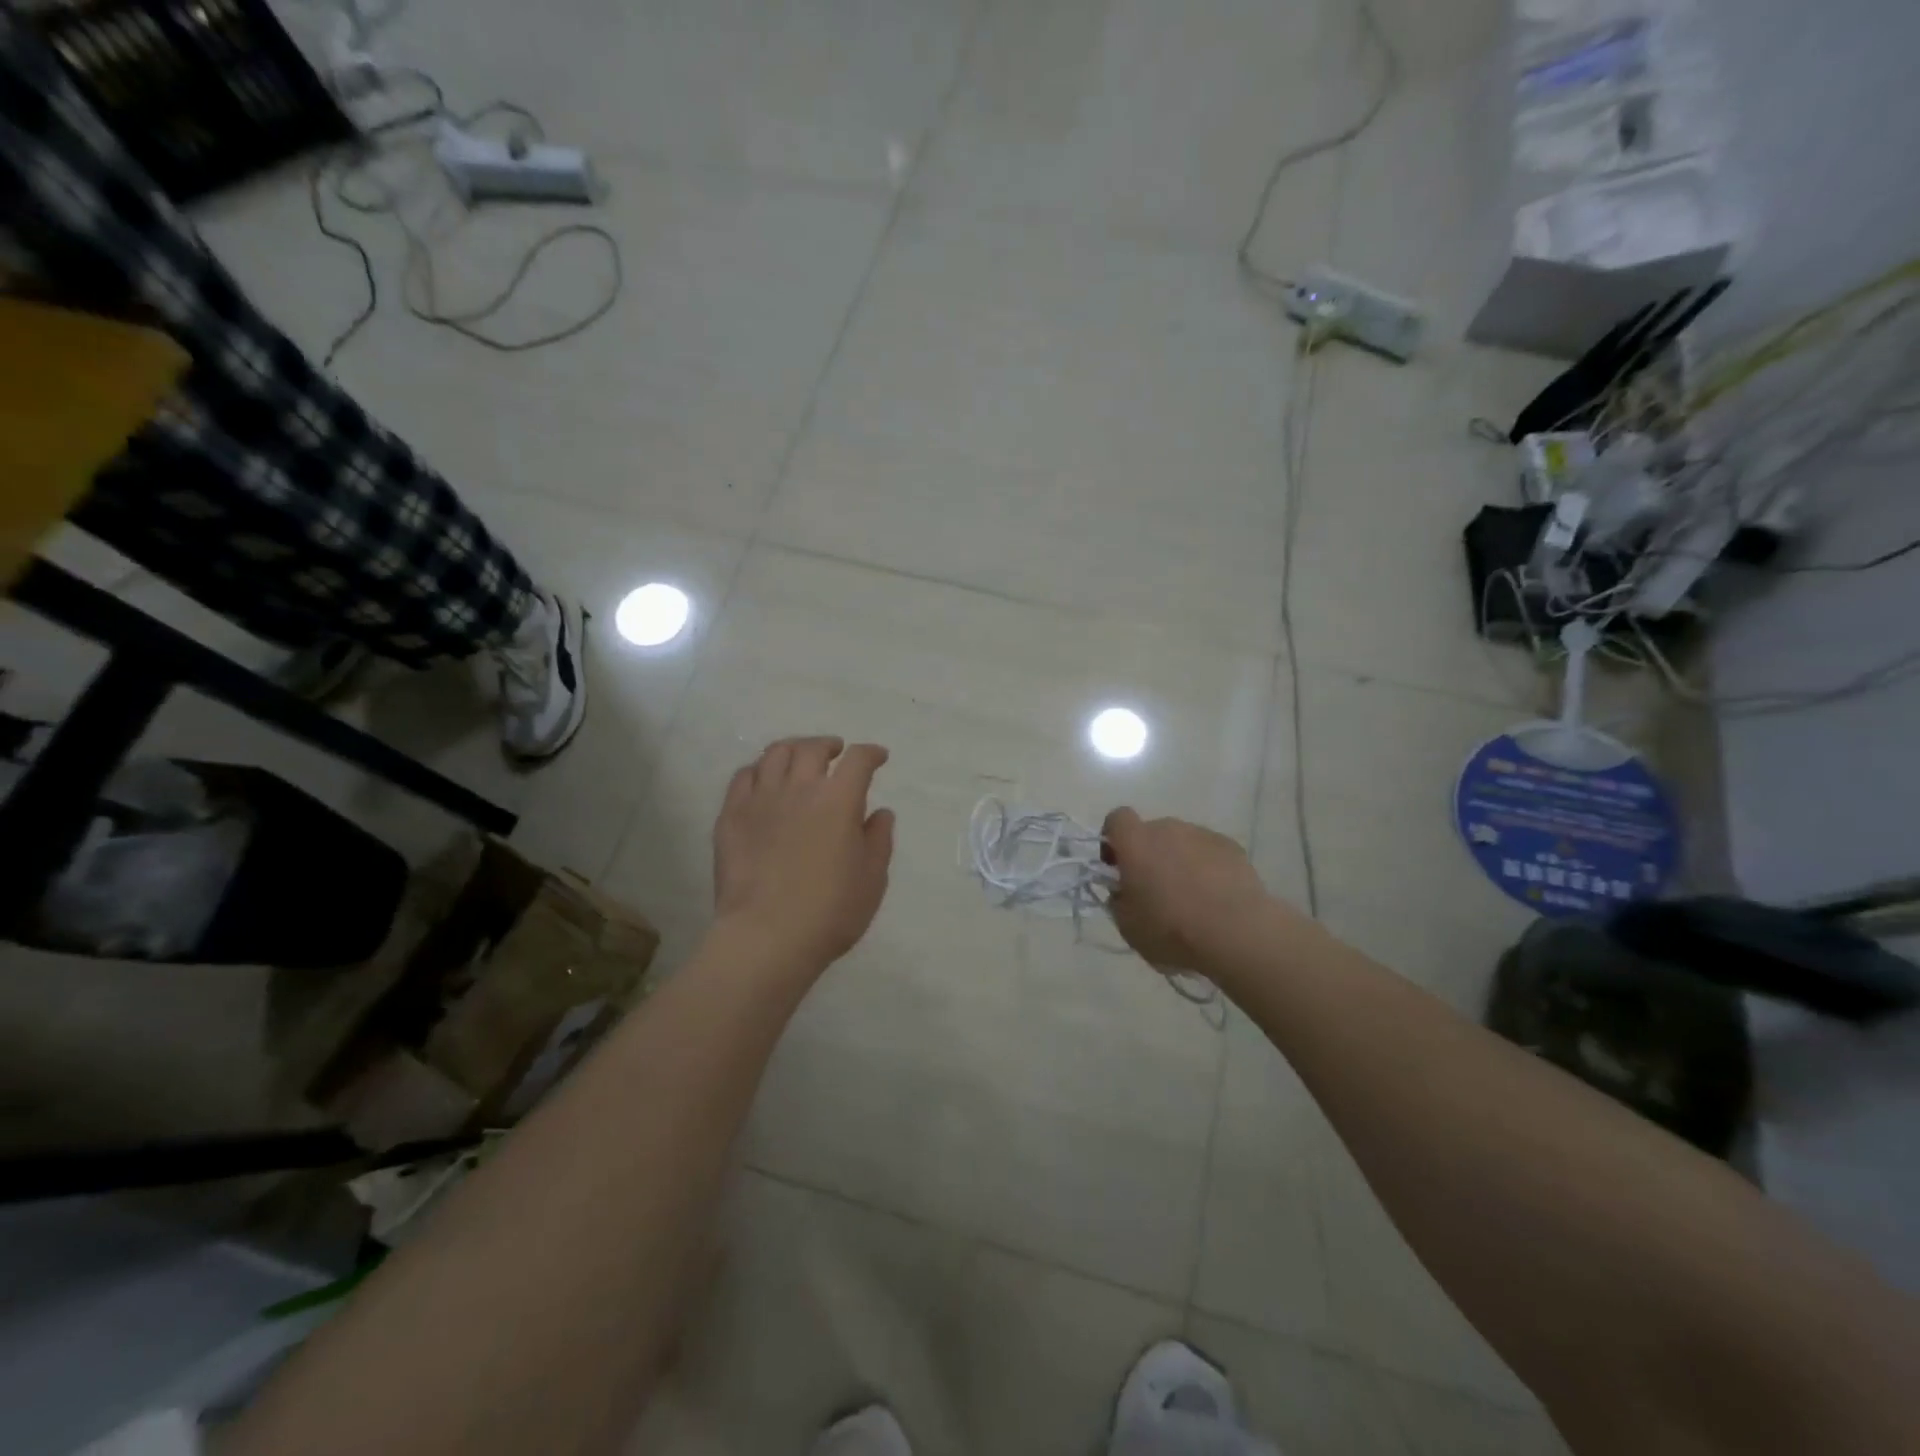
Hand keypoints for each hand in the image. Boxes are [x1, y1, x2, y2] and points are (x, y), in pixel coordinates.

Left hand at [712, 736, 895, 974]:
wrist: (767, 937)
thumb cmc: (831, 911)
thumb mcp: (872, 879)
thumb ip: (878, 839)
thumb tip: (879, 813)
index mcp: (839, 800)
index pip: (858, 760)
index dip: (871, 753)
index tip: (878, 757)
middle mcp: (799, 788)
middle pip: (812, 748)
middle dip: (828, 745)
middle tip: (835, 753)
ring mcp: (760, 799)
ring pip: (774, 754)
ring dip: (793, 750)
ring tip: (799, 759)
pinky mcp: (731, 816)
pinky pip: (742, 777)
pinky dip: (758, 770)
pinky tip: (763, 781)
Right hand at [1101, 808, 1273, 971]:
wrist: (1237, 933)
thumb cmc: (1172, 929)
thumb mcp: (1127, 925)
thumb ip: (1118, 900)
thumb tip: (1124, 890)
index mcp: (1136, 842)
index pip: (1116, 819)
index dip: (1113, 840)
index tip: (1117, 868)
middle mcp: (1168, 828)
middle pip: (1151, 833)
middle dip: (1149, 856)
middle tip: (1155, 892)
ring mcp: (1202, 835)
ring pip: (1182, 842)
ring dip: (1179, 861)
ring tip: (1191, 899)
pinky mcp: (1231, 847)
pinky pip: (1209, 852)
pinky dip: (1207, 868)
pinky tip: (1216, 898)